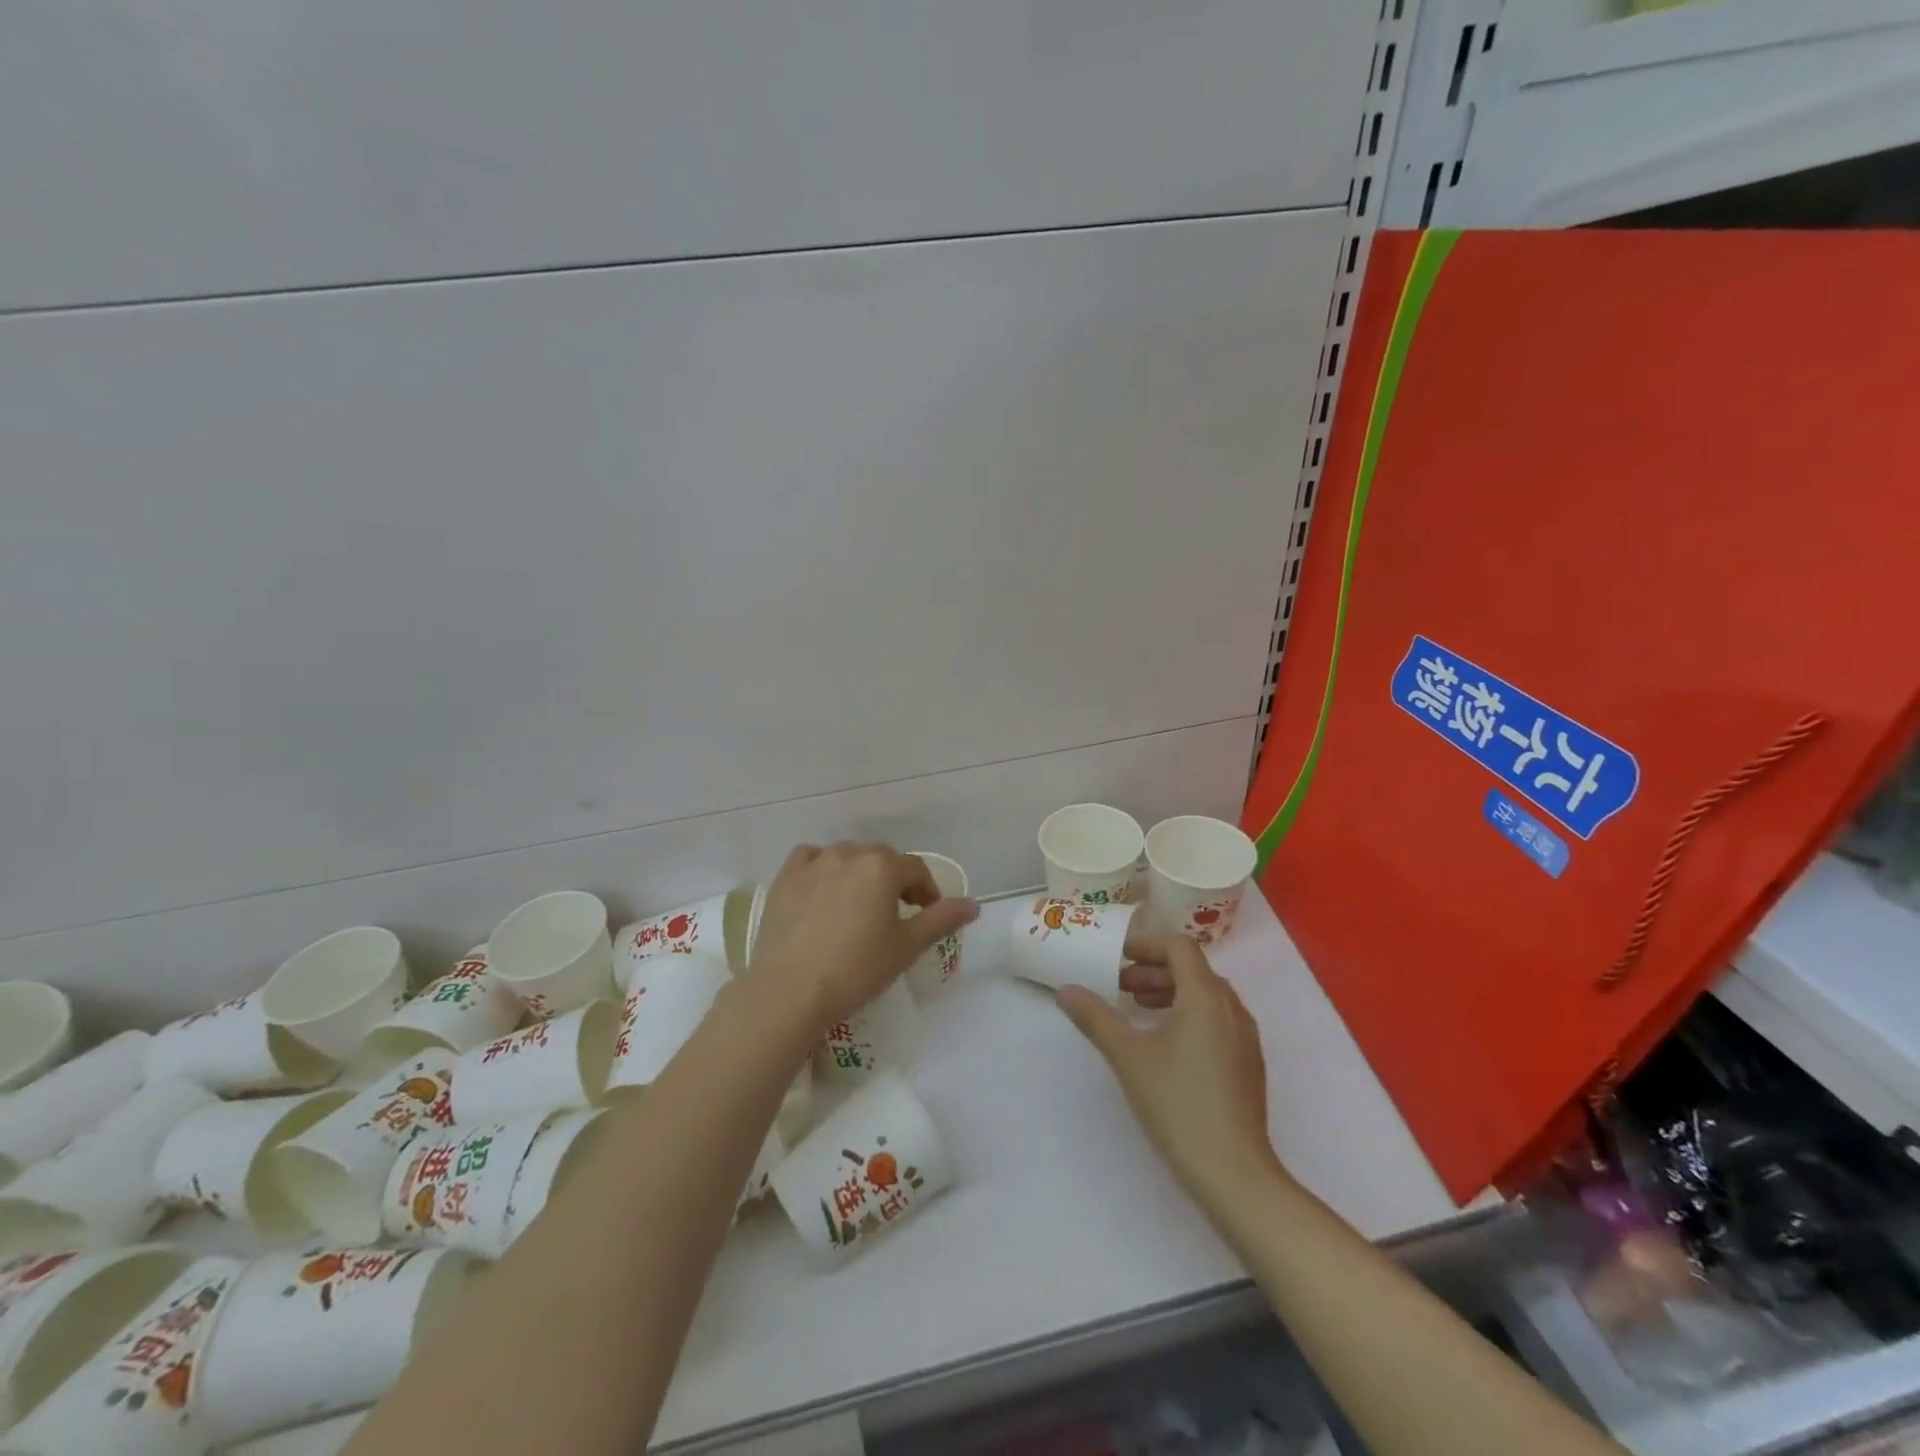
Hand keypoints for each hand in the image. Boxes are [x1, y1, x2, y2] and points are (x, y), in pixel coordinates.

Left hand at [744, 842, 978, 1031]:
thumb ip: (942, 919)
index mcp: (883, 867)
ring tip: (857, 906)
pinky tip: (822, 891)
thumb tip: (974, 904)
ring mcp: (814, 862)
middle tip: (894, 915)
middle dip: (893, 882)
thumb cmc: (857, 969)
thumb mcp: (907, 947)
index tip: (927, 914)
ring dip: (859, 874)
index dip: (927, 891)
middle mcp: (850, 853)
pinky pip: (811, 859)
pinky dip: (822, 868)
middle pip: (882, 860)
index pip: (916, 870)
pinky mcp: (786, 876)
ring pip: (847, 857)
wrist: (790, 991)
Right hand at [1058, 932, 1282, 1204]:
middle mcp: (1232, 1008)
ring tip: (1138, 1010)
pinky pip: (1217, 1020)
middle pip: (1193, 969)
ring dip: (1170, 992)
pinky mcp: (1248, 1064)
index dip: (1147, 944)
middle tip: (1120, 985)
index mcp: (1205, 996)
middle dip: (1153, 970)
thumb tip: (1065, 990)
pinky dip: (1189, 1015)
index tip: (1118, 957)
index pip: (1179, 946)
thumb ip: (1095, 1018)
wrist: (1234, 1173)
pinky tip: (1166, 1045)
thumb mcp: (1128, 1057)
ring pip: (1206, 996)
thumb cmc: (1178, 1104)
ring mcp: (1245, 1038)